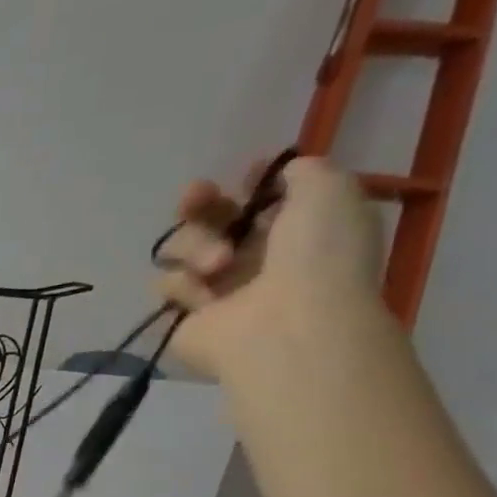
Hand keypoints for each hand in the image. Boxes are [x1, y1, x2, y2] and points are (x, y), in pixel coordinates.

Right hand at [153, 156, 388, 380]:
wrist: (285, 326)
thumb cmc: (316, 256)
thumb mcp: (329, 190)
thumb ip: (302, 171)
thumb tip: (278, 175)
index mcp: (293, 230)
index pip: (256, 199)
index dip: (247, 182)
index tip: (245, 175)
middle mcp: (252, 259)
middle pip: (208, 218)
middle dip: (199, 203)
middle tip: (194, 198)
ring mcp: (215, 290)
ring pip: (181, 248)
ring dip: (195, 246)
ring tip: (219, 264)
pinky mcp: (182, 317)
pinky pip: (167, 285)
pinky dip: (183, 284)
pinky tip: (204, 296)